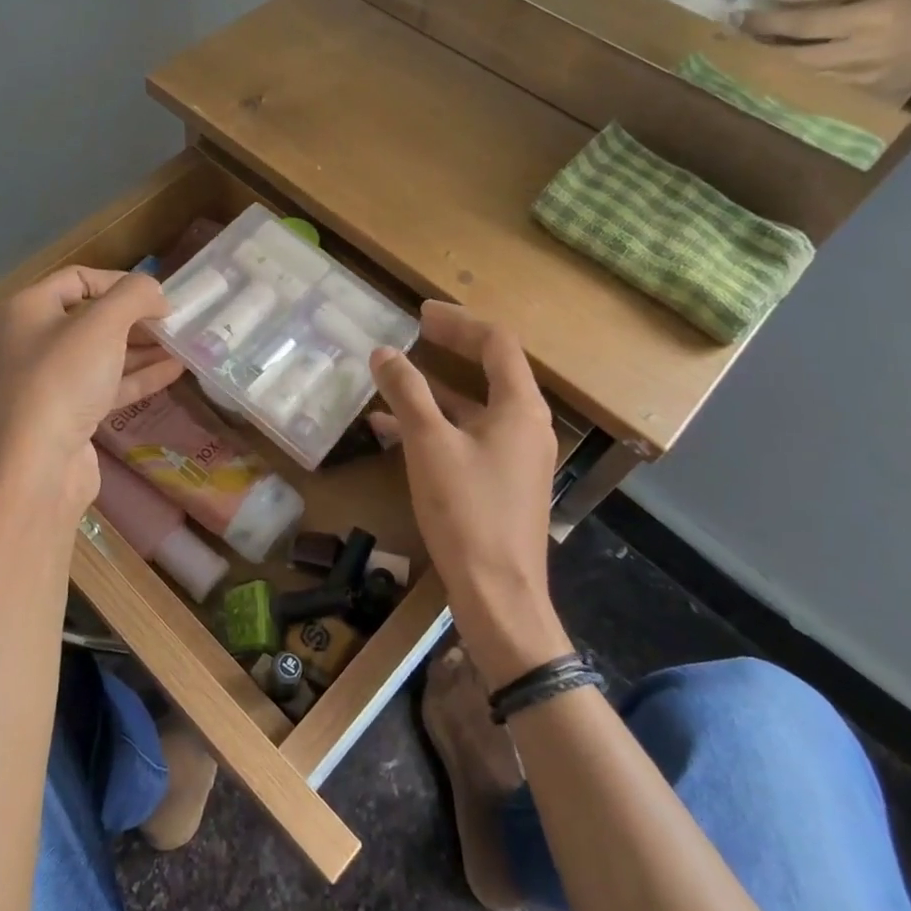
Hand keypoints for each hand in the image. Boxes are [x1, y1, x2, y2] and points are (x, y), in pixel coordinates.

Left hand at [0, 268, 184, 516]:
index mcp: (31, 309)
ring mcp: (54, 380)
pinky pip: (110, 384)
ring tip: (183, 343)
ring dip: (144, 347)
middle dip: (136, 317)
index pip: (79, 278)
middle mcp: (37, 340)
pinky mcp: (72, 413)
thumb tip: (157, 293)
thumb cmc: (65, 379)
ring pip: (105, 353)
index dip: (119, 281)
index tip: (157, 295)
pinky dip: (140, 375)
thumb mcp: (103, 324)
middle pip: (94, 317)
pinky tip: (175, 370)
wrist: (39, 465)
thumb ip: (135, 296)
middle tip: (175, 321)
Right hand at [369, 302, 567, 687]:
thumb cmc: (468, 512)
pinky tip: (392, 430)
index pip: (497, 343)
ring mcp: (515, 457)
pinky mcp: (500, 483)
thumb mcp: (430, 445)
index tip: (420, 313)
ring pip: (474, 407)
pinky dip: (435, 425)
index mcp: (520, 408)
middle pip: (490, 370)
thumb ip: (407, 393)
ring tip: (392, 379)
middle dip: (449, 350)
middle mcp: (525, 426)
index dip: (459, 322)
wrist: (499, 597)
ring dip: (435, 390)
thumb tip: (384, 353)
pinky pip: (467, 438)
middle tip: (412, 334)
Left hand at [746, 0, 910, 99]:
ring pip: (798, 72)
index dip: (766, 22)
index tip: (741, 16)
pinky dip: (795, 71)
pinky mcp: (854, 95)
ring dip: (774, 59)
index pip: (803, 24)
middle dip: (762, 45)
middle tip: (741, 35)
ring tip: (760, 45)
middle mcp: (858, 52)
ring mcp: (855, 78)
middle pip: (792, 55)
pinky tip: (787, 60)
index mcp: (868, 19)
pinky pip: (813, 82)